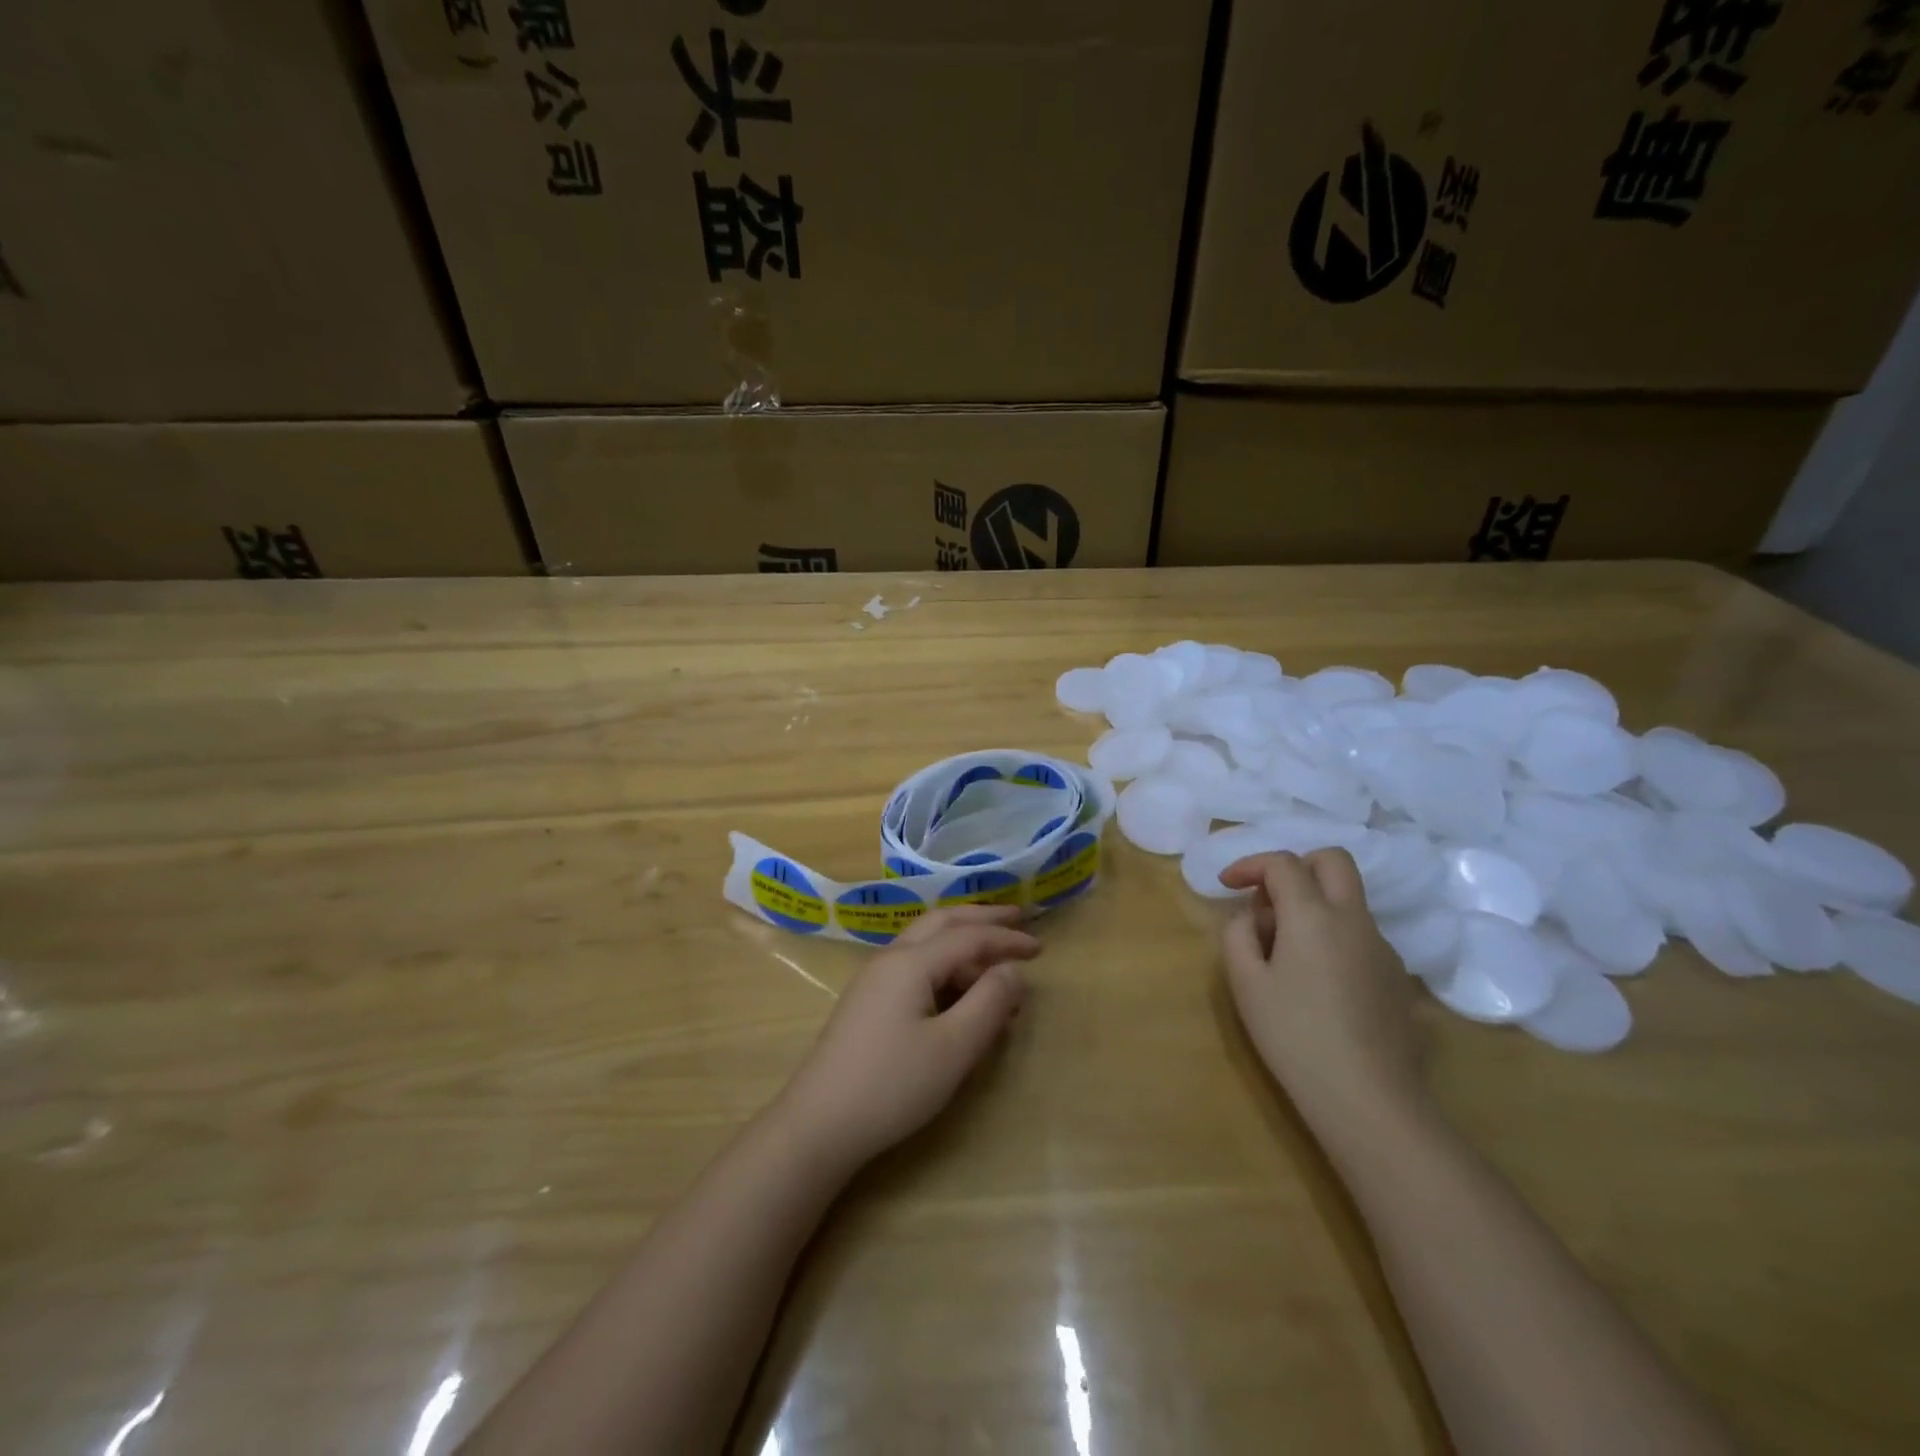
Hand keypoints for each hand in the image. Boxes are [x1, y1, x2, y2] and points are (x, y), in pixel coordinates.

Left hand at [776, 904, 1038, 1170]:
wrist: (818, 1124)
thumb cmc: (892, 1084)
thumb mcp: (953, 1048)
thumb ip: (989, 1002)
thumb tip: (1013, 971)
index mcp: (910, 962)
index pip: (968, 937)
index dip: (1006, 939)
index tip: (1040, 949)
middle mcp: (890, 959)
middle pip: (942, 922)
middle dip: (981, 919)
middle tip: (1017, 918)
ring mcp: (874, 980)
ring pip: (926, 945)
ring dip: (963, 946)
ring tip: (997, 971)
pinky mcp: (868, 1004)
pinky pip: (915, 969)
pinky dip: (945, 970)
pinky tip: (960, 998)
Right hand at [1218, 850, 1426, 1131]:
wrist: (1368, 1099)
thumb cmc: (1294, 1036)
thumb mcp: (1245, 983)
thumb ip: (1238, 934)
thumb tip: (1251, 917)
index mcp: (1313, 915)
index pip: (1283, 863)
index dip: (1250, 865)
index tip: (1227, 885)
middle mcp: (1354, 920)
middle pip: (1332, 860)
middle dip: (1296, 866)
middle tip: (1268, 898)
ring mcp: (1382, 947)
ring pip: (1348, 899)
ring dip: (1314, 903)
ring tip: (1284, 950)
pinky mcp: (1397, 976)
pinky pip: (1360, 934)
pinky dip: (1333, 934)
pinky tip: (1316, 980)